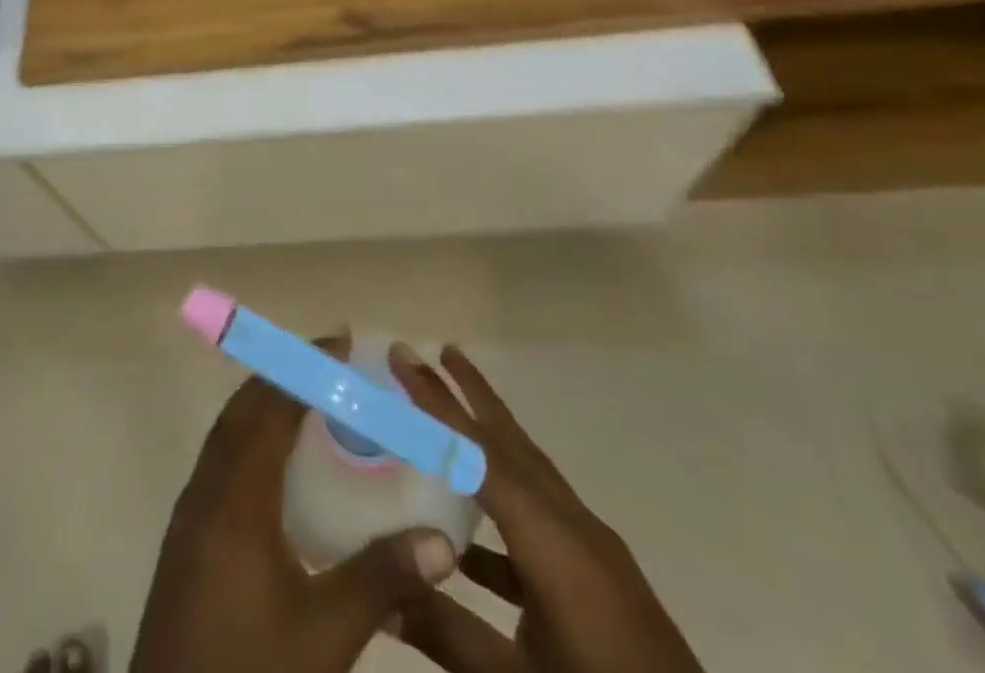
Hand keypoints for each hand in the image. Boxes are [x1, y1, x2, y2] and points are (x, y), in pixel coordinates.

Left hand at [130, 345, 460, 672]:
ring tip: (311, 402)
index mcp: (236, 496)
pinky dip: (250, 438)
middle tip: (333, 367)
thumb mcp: (323, 635)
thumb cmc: (248, 672)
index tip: (339, 344)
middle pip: (243, 409)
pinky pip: (220, 460)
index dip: (303, 370)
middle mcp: (207, 488)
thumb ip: (380, 580)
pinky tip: (280, 468)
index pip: (269, 407)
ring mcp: (190, 511)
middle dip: (284, 377)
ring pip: (227, 433)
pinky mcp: (186, 535)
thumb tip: (443, 541)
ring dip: (264, 405)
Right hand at [386, 345, 703, 672]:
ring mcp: (595, 554)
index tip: (404, 356)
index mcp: (554, 543)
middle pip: (513, 444)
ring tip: (451, 415)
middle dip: (474, 394)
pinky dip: (504, 506)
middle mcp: (575, 529)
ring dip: (490, 440)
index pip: (480, 454)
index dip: (437, 403)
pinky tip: (467, 540)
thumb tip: (381, 593)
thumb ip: (448, 633)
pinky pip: (542, 518)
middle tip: (438, 350)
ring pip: (530, 474)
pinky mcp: (603, 581)